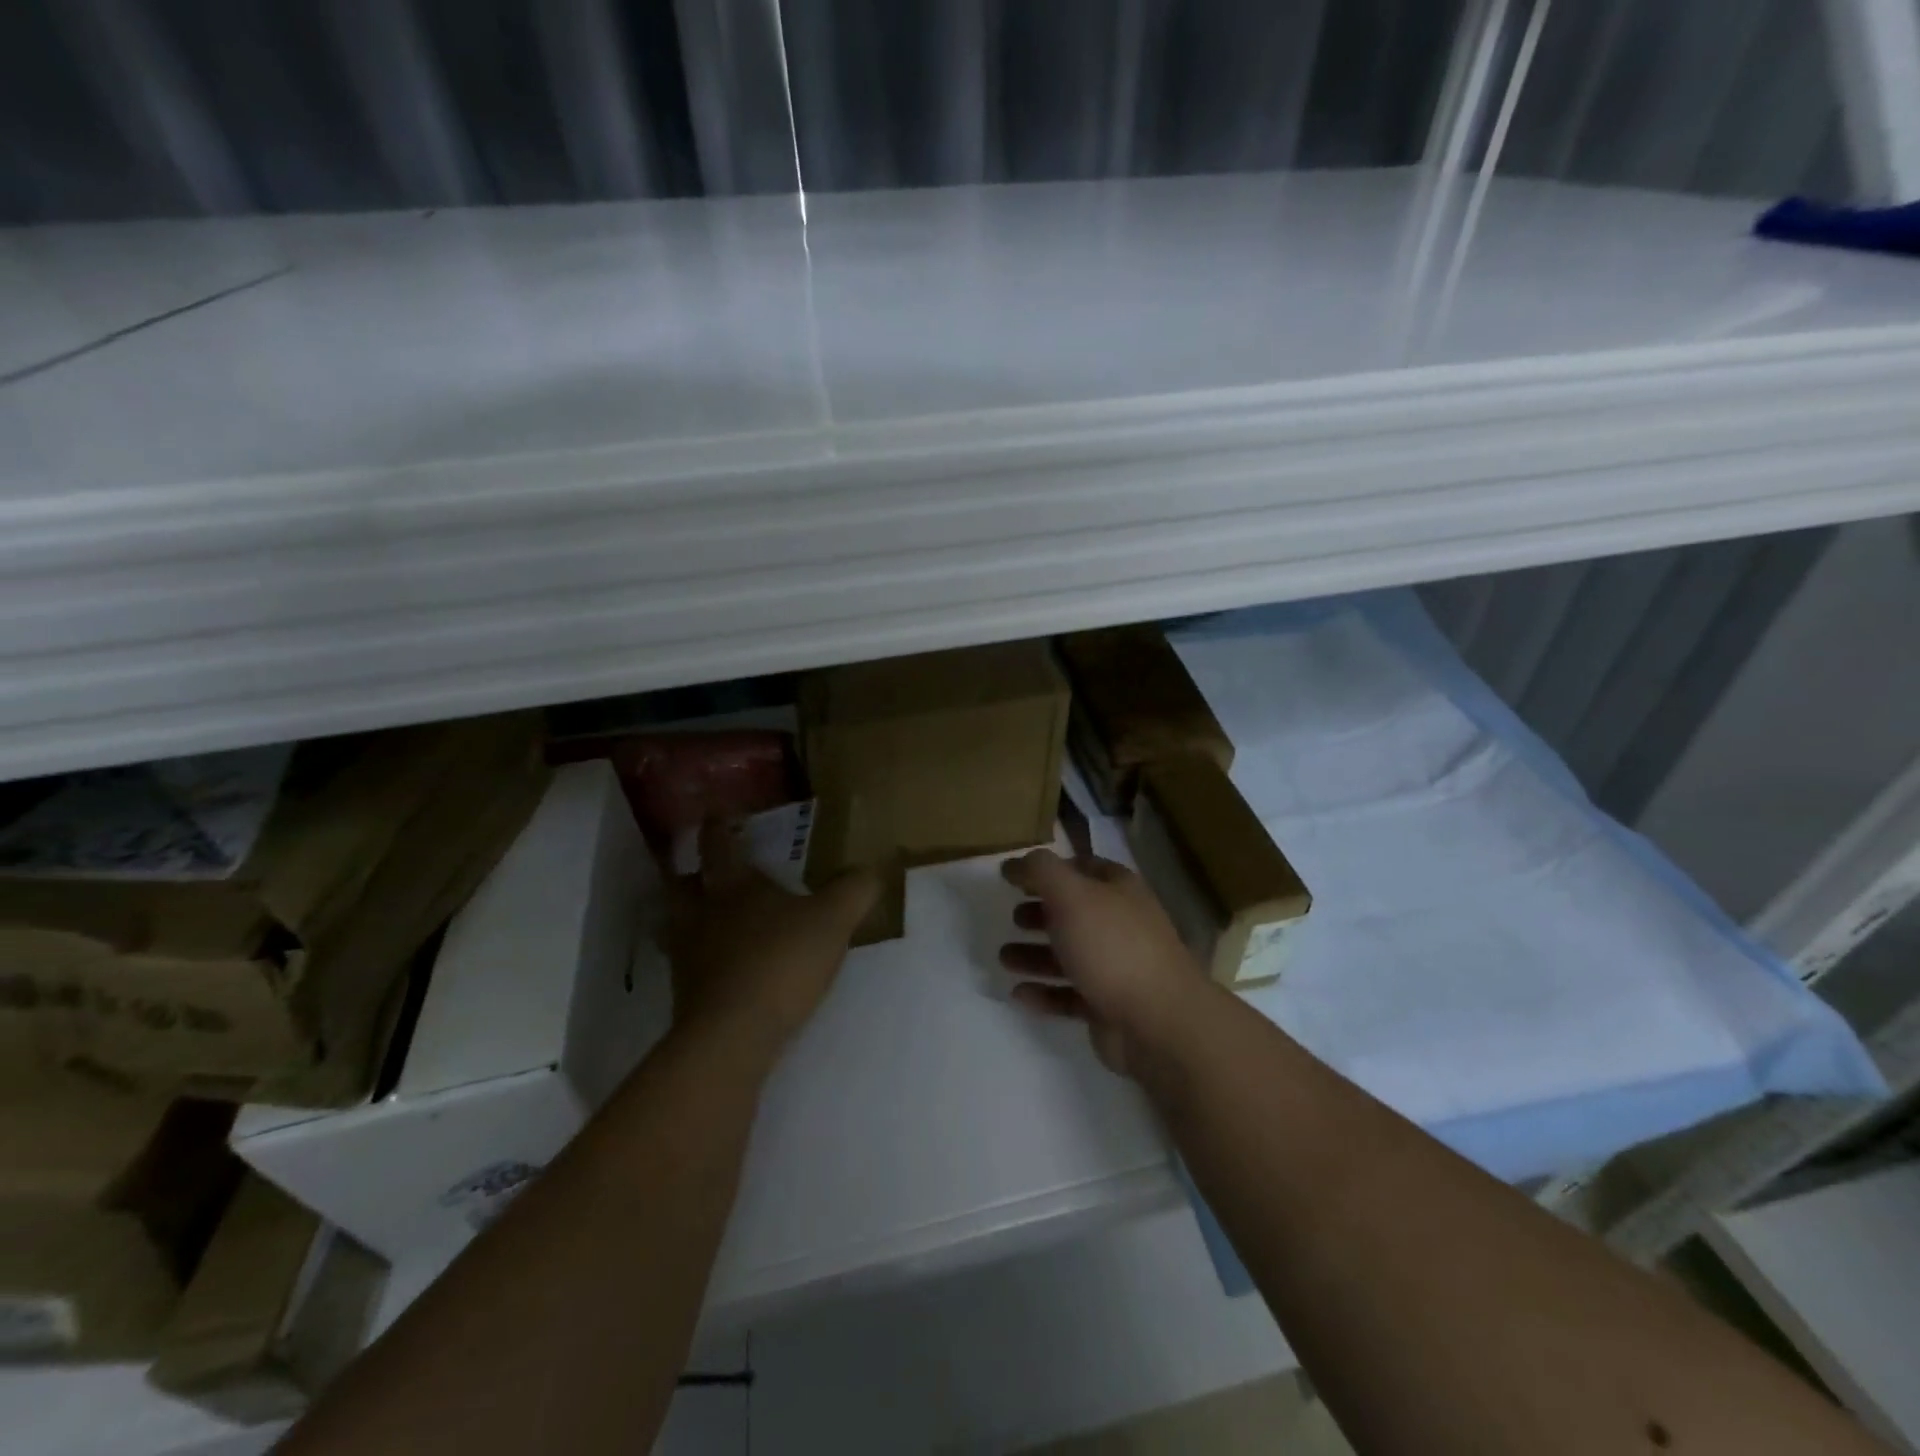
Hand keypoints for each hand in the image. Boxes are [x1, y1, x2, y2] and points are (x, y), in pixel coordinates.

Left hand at [663, 819, 879, 1062]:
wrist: (733, 1033)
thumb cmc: (781, 960)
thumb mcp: (833, 920)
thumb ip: (854, 890)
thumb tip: (873, 868)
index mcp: (733, 885)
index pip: (718, 844)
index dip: (716, 827)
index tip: (715, 815)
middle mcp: (701, 912)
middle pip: (681, 883)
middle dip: (689, 871)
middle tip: (702, 868)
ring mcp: (688, 954)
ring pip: (677, 923)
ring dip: (688, 915)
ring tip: (708, 917)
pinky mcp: (686, 994)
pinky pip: (688, 963)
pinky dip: (699, 956)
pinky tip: (720, 966)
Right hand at [998, 849, 1208, 1078]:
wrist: (1158, 1022)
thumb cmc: (1112, 947)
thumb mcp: (1071, 895)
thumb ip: (1041, 871)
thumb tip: (1015, 862)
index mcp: (1119, 890)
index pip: (1082, 868)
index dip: (1049, 869)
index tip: (1015, 876)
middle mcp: (1121, 924)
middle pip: (1074, 913)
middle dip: (1041, 913)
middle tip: (1012, 917)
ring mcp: (1117, 968)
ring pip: (1069, 955)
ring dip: (1035, 955)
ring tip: (1003, 958)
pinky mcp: (1108, 1007)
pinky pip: (1069, 995)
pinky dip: (1044, 993)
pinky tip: (1019, 994)